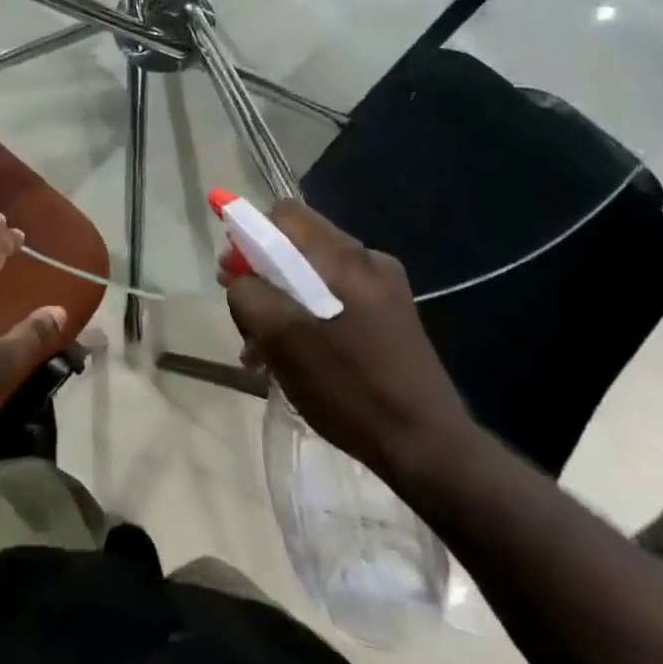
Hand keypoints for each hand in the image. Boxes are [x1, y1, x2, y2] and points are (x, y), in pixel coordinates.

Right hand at [224, 201, 475, 487]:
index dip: (249, 236)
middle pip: (296, 246)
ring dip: (280, 305)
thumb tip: (240, 280)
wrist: (429, 448)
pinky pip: (334, 301)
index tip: (233, 275)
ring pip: (312, 277)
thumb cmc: (350, 388)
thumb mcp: (282, 340)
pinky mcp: (390, 319)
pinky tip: (294, 359)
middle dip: (261, 277)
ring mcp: (383, 290)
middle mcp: (368, 261)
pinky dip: (307, 320)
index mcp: (344, 258)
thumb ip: (250, 296)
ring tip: (263, 352)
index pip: (284, 215)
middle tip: (245, 320)